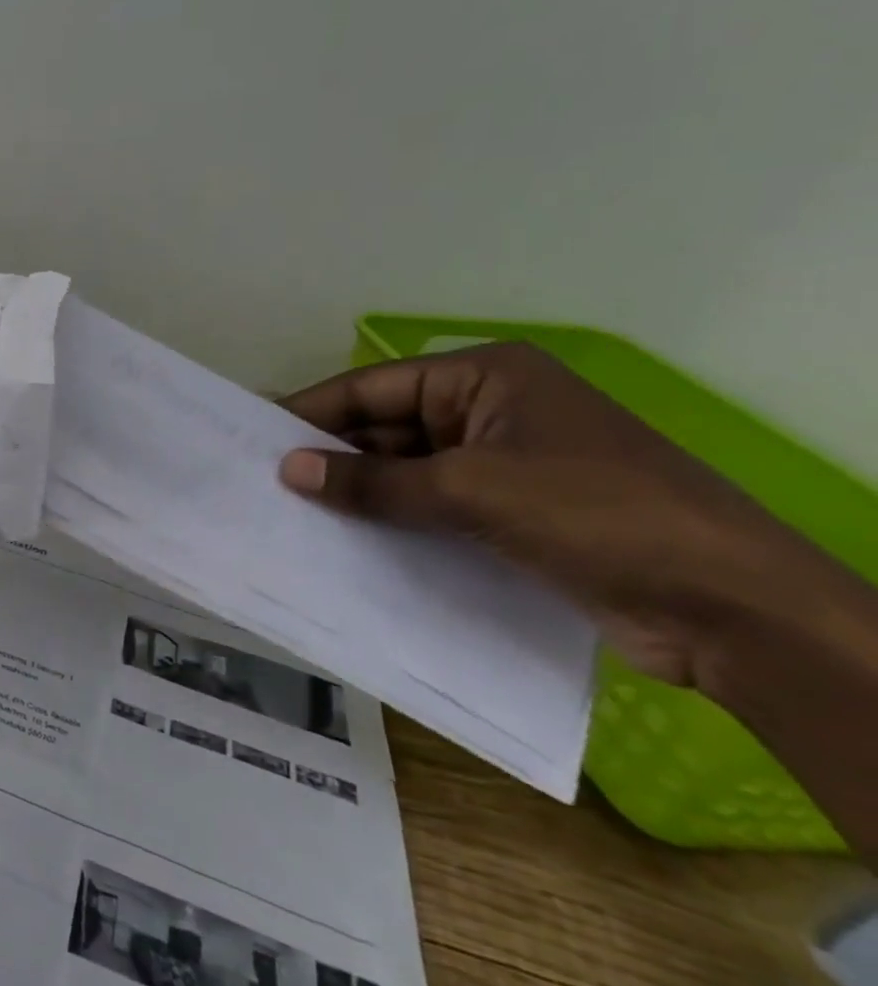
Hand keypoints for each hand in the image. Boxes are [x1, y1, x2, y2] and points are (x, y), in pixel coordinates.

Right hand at [275, 342, 854, 692]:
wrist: (731, 608)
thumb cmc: (595, 514)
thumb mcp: (471, 490)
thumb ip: (373, 482)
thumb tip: (289, 470)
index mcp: (485, 378)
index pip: (374, 387)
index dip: (312, 411)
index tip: (255, 434)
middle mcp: (488, 410)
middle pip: (386, 427)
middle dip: (332, 455)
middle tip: (265, 481)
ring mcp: (502, 462)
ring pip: (406, 470)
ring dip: (360, 492)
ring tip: (291, 513)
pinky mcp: (511, 511)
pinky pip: (432, 505)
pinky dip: (393, 519)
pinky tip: (347, 540)